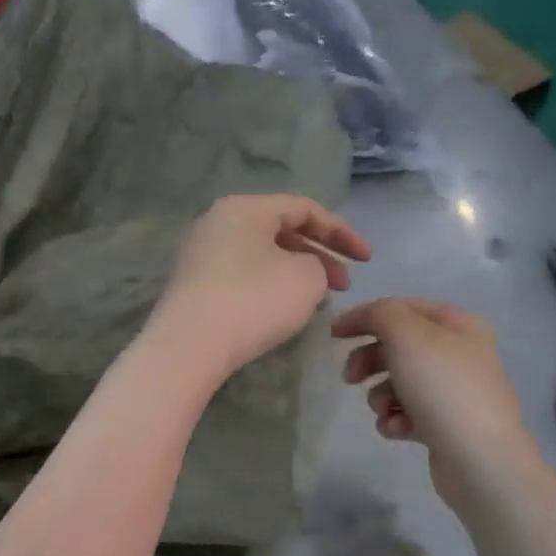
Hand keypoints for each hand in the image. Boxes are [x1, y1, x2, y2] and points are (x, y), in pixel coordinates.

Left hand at [153, 195, 370, 381]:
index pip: (304, 208)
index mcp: (245, 208)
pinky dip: (269, 288)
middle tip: (344, 286)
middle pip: (280, 231)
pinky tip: (283, 312)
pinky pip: (242, 277)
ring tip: (318, 301)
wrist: (189, 347)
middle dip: (319, 256)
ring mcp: (201, 255)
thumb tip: (301, 271)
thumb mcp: (306, 279)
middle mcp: (218, 223)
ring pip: (262, 256)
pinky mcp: (194, 287)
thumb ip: (318, 266)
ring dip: (296, 274)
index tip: (367, 260)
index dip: (342, 232)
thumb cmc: (253, 302)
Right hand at [333, 298, 538, 505]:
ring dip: (380, 395)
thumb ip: (380, 315)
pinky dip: (395, 420)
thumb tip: (364, 318)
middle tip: (350, 378)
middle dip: (369, 361)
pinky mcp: (445, 426)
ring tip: (384, 410)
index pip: (403, 308)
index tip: (333, 336)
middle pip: (399, 347)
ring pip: (399, 383)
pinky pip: (408, 414)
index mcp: (458, 325)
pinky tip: (398, 430)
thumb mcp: (407, 336)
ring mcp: (453, 392)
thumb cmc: (442, 388)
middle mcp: (459, 354)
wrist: (478, 458)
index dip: (365, 317)